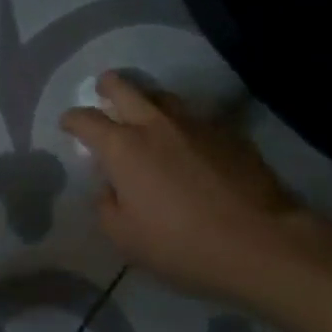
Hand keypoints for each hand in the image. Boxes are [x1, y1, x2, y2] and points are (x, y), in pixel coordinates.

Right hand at [62, 72, 316, 304]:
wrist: (263, 244)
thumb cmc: (183, 245)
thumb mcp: (125, 239)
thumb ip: (106, 206)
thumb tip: (110, 187)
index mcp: (122, 147)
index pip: (85, 118)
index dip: (72, 119)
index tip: (68, 125)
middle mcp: (154, 124)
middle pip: (123, 86)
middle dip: (107, 86)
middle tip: (103, 93)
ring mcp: (195, 123)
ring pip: (162, 95)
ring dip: (147, 100)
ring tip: (146, 116)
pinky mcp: (228, 132)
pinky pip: (195, 116)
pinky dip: (182, 122)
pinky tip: (188, 142)